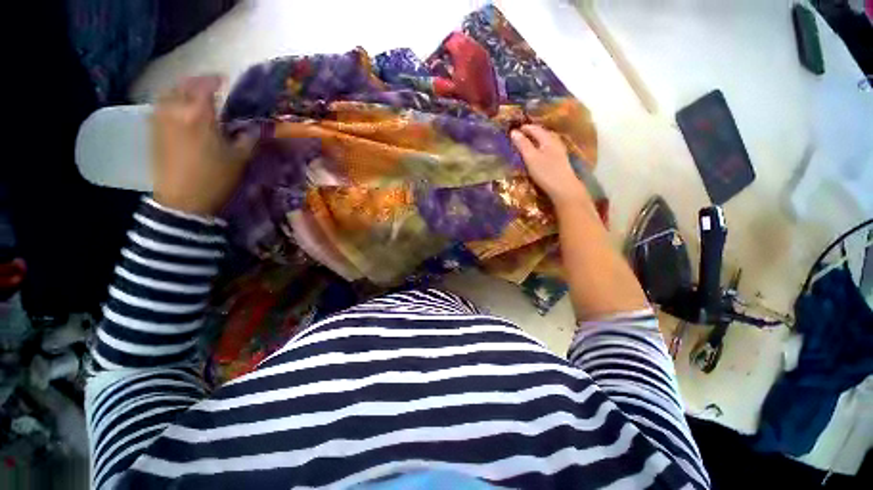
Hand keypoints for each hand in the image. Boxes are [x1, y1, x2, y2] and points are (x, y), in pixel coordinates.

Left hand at [152, 75, 254, 216]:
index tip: (225, 80)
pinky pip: (160, 105)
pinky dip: (171, 100)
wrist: (183, 200)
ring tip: (193, 93)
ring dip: (182, 88)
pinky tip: (178, 107)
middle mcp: (175, 110)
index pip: (205, 86)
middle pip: (184, 85)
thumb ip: (248, 139)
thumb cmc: (214, 178)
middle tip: (210, 85)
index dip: (215, 80)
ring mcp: (160, 119)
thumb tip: (256, 128)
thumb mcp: (239, 159)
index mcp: (198, 115)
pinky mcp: (153, 130)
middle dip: (197, 81)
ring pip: (168, 93)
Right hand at [510, 125, 592, 209]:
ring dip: (536, 139)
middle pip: (542, 132)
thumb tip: (513, 132)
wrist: (564, 188)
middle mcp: (555, 141)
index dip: (524, 128)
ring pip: (546, 140)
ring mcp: (559, 150)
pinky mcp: (560, 160)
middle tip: (519, 135)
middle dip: (530, 132)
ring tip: (526, 142)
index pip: (534, 128)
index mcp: (548, 138)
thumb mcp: (531, 158)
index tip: (513, 130)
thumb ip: (522, 144)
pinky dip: (540, 146)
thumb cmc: (546, 172)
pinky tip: (537, 152)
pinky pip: (548, 147)